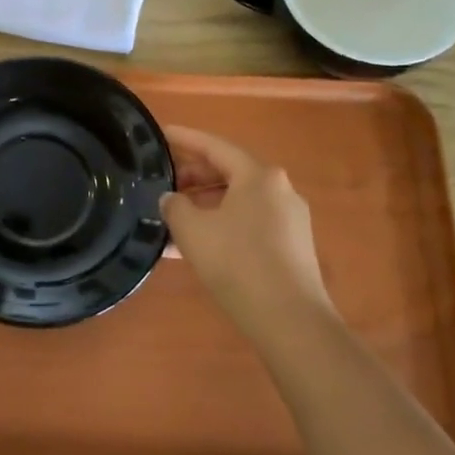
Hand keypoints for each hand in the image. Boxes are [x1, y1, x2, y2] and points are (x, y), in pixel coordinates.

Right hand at [161, 126, 331, 338]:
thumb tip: (171, 199)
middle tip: (163, 182)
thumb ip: (174, 206)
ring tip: (174, 218)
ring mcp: (290, 219)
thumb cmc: (237, 263)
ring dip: (205, 204)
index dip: (185, 139)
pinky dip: (222, 224)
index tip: (162, 133)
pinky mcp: (292, 246)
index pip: (214, 146)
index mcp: (258, 175)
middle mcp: (279, 189)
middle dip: (194, 175)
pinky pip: (249, 222)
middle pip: (229, 171)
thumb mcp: (192, 230)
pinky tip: (197, 245)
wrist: (290, 321)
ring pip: (238, 200)